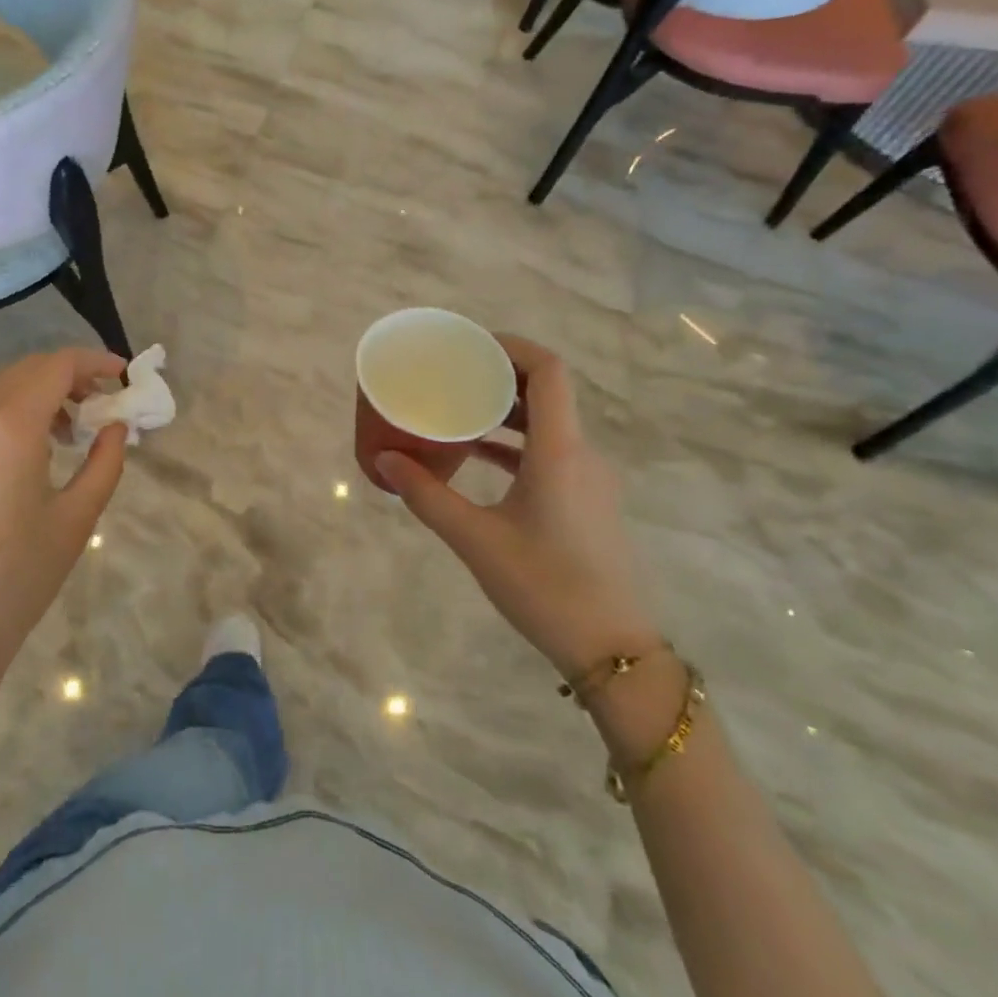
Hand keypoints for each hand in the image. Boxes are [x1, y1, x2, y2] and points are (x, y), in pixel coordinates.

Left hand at [0, 349, 129, 771]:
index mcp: (9, 426)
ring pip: (1, 390)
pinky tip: (32, 454)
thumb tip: (116, 427)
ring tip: (72, 432)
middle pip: (28, 370)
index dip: (95, 362)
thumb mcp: (77, 518)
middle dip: (70, 377)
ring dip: (41, 395)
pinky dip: (13, 415)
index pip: (57, 366)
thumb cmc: (18, 578)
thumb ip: (105, 461)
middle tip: (102, 403)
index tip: (124, 375)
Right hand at [376, 336, 658, 680]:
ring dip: (507, 409)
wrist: (614, 651)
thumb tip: (383, 460)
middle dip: (501, 374)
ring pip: (549, 422)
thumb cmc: (544, 587)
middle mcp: (582, 453)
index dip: (512, 347)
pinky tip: (479, 454)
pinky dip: (516, 442)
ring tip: (459, 407)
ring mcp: (590, 478)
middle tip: (453, 372)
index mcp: (560, 451)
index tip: (470, 345)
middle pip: (548, 391)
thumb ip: (426, 495)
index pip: (549, 371)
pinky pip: (552, 451)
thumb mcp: (475, 539)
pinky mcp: (588, 500)